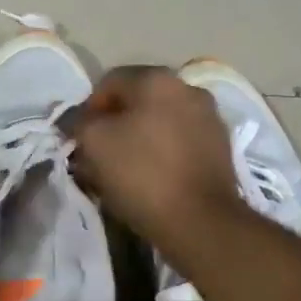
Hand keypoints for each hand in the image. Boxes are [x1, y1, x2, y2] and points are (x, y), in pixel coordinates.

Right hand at [63, 67, 244, 249]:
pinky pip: (179, 142)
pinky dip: (162, 154)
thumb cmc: (141, 175)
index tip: (80, 140)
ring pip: (160, 122)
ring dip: (139, 139)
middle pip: (138, 101)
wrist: (200, 221)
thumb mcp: (94, 144)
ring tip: (124, 170)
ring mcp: (209, 118)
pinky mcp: (220, 148)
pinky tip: (152, 178)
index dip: (87, 110)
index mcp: (157, 79)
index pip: (108, 82)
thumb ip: (80, 123)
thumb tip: (80, 121)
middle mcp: (188, 88)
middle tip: (98, 156)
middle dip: (115, 125)